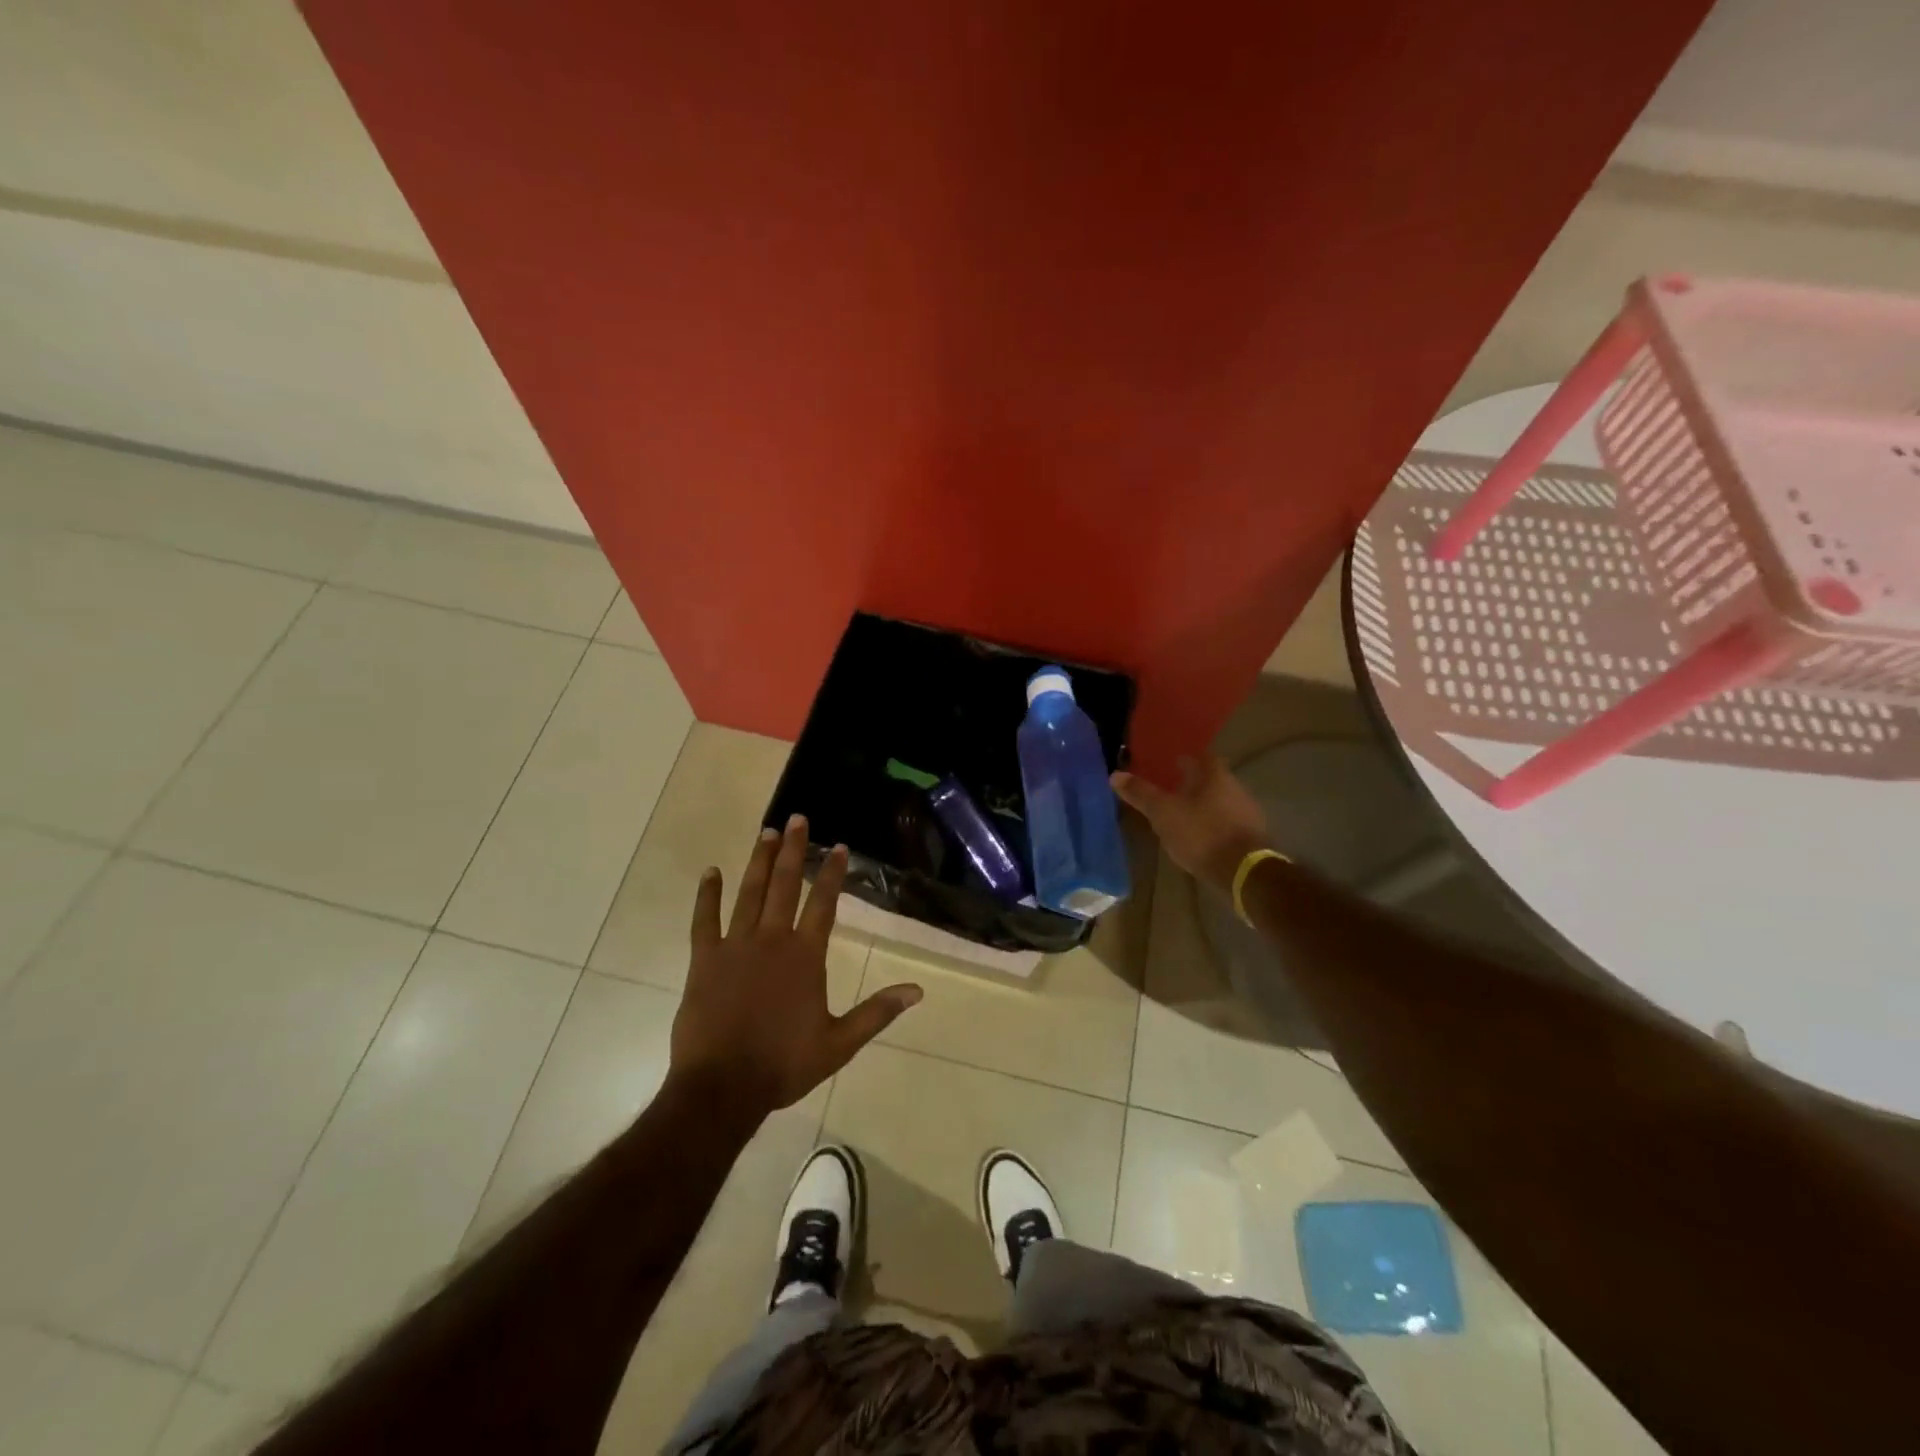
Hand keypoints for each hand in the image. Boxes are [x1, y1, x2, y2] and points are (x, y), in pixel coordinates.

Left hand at [669, 814, 922, 1120]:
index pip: (822, 903)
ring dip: (758, 861)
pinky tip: (711, 872)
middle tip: (797, 819)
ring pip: (748, 893)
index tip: (838, 846)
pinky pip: (705, 920)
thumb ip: (877, 1012)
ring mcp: (735, 946)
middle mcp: (772, 940)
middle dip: (792, 850)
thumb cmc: (783, 1064)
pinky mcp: (705, 960)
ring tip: (766, 832)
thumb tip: (917, 990)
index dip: (831, 873)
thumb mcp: (839, 1043)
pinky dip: (707, 894)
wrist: (722, 1087)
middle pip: (784, 885)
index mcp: (805, 956)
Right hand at [1112, 754, 1270, 894]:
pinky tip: (1198, 838)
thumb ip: (1141, 794)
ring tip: (1179, 816)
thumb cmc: (1202, 834)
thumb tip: (1115, 775)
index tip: (1169, 763)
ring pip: (1219, 802)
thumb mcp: (1164, 813)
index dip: (1185, 758)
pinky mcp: (1251, 838)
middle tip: (1169, 789)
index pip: (1202, 756)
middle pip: (1212, 779)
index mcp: (1216, 776)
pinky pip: (1226, 824)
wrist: (1245, 872)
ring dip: (1202, 806)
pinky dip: (1211, 826)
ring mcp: (1247, 814)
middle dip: (1192, 783)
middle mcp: (1236, 788)